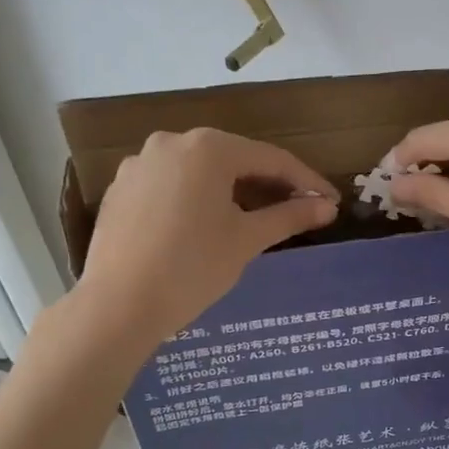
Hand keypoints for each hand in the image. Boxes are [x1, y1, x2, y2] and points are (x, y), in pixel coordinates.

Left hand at [77, 128, 335, 343]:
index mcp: (208, 148)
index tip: (330, 201)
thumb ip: (290, 216)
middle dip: (268, 184)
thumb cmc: (192, 268)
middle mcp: (171, 143)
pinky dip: (195, 199)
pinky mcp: (120, 188)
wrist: (118, 305)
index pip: (271, 159)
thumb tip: (328, 206)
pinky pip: (171, 185)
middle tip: (297, 209)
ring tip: (253, 219)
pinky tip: (204, 226)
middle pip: (234, 160)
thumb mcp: (247, 240)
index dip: (306, 181)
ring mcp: (140, 164)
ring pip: (200, 172)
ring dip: (231, 191)